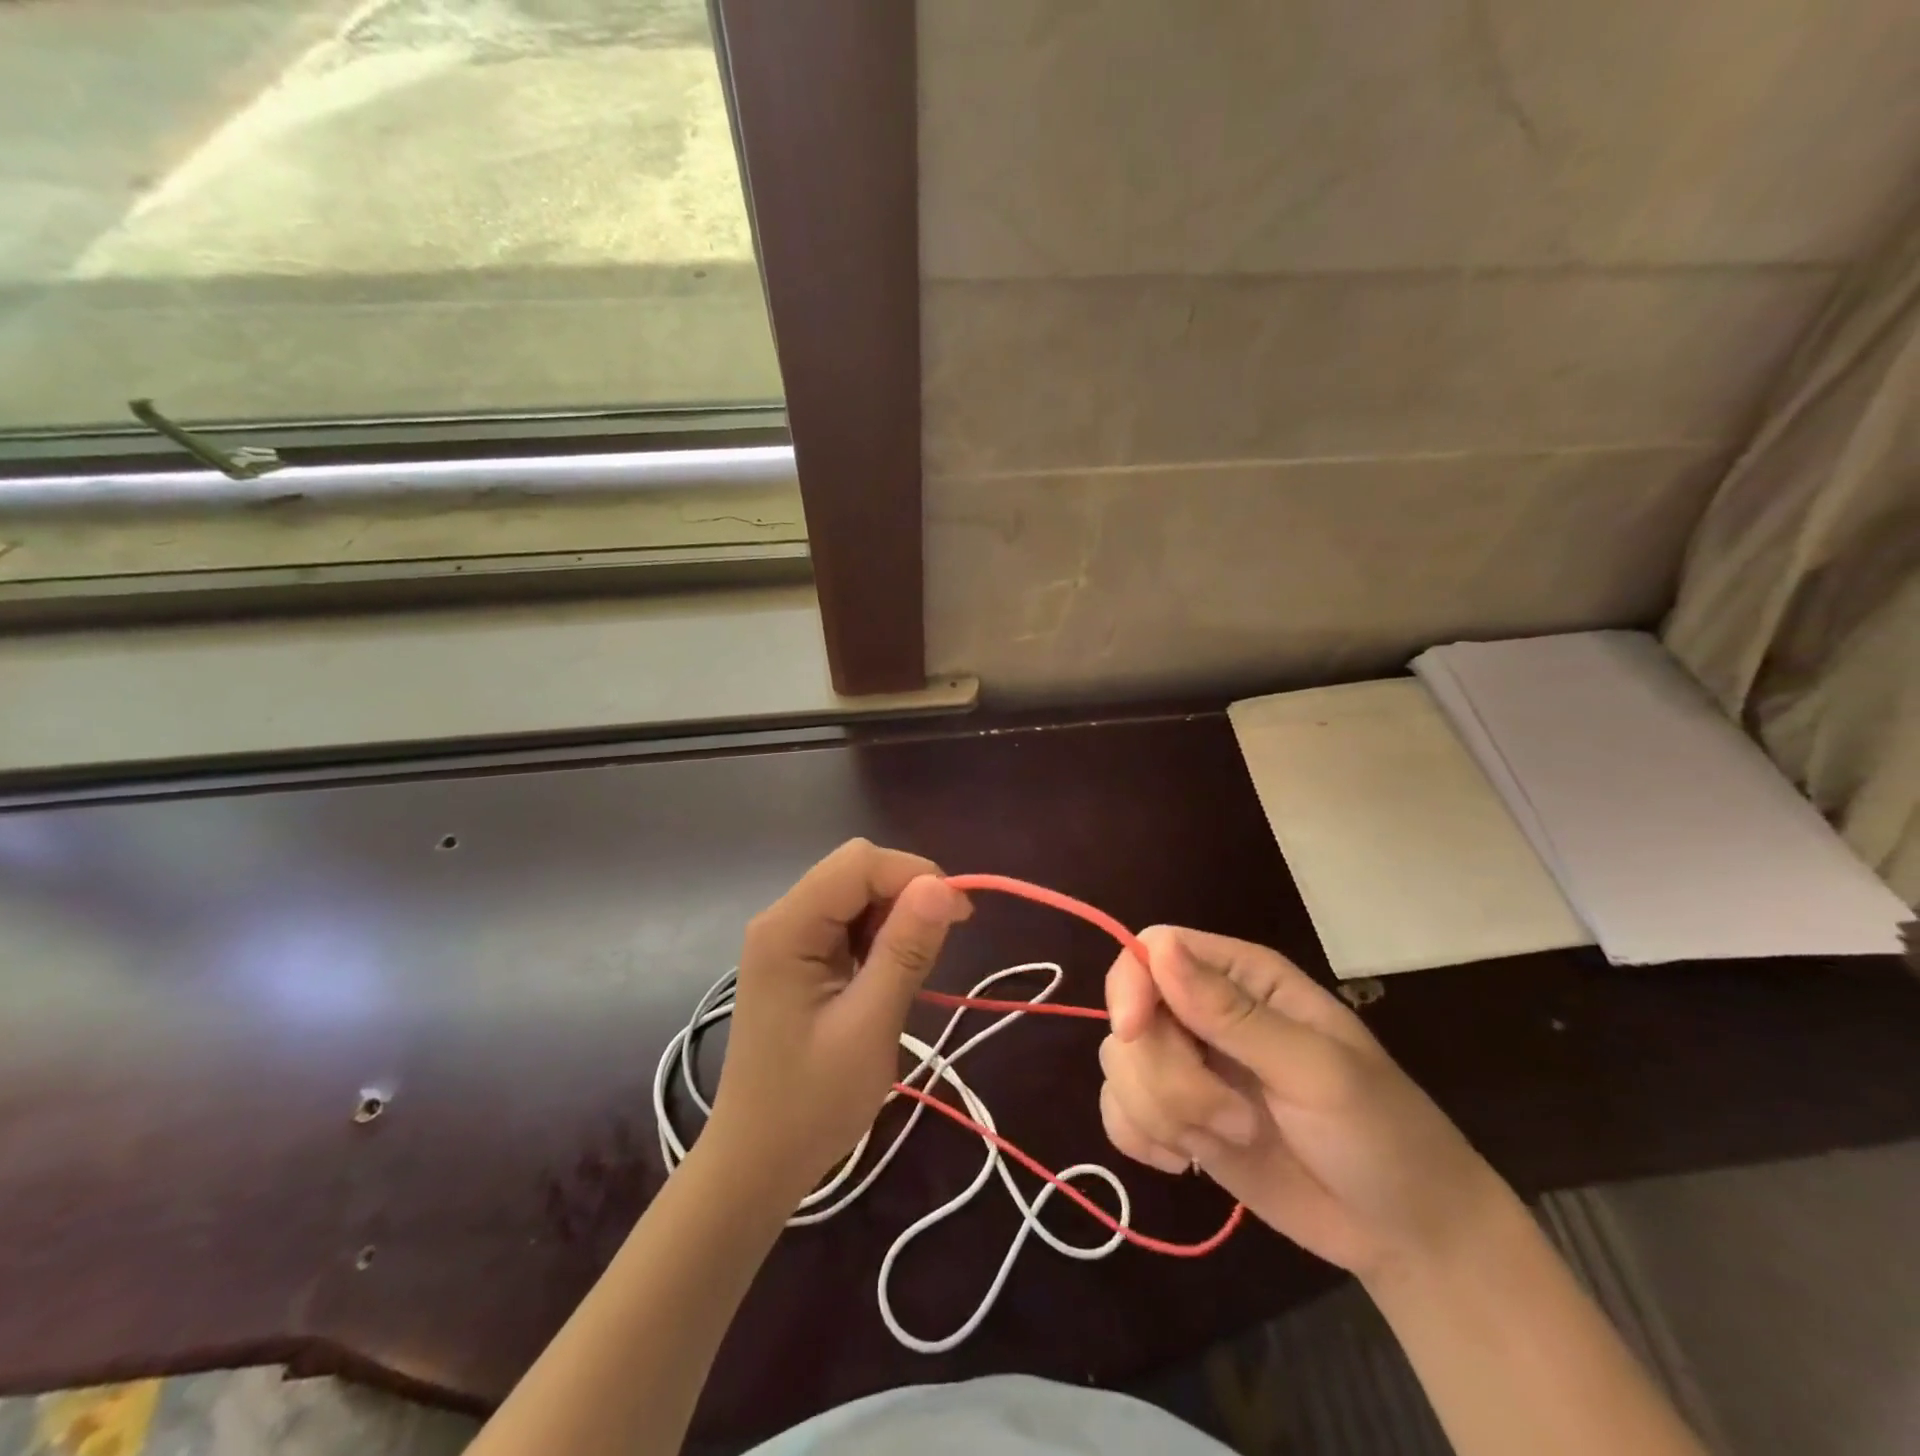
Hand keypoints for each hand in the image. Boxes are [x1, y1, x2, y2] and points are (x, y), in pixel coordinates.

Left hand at [704, 839, 971, 1205]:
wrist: (757, 1163)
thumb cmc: (811, 1103)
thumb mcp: (869, 1027)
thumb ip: (905, 951)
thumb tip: (943, 886)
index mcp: (788, 927)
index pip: (860, 862)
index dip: (915, 875)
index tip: (961, 916)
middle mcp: (782, 918)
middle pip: (856, 870)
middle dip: (906, 893)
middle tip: (938, 945)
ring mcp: (787, 938)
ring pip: (855, 893)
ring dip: (894, 917)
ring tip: (910, 971)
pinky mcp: (798, 959)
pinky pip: (847, 923)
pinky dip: (878, 937)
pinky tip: (886, 977)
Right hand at [1098, 926, 1505, 1284]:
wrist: (1407, 1236)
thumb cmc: (1381, 1135)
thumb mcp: (1316, 1071)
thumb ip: (1234, 1014)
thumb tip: (1158, 949)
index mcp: (1242, 977)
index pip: (1153, 949)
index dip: (1131, 985)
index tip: (1135, 1033)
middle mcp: (1204, 1011)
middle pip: (1131, 1017)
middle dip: (1168, 1078)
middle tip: (1234, 1121)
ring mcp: (1188, 1067)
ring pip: (1120, 1066)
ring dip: (1162, 1113)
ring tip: (1230, 1139)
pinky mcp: (1177, 1118)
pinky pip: (1118, 1112)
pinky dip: (1140, 1138)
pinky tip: (1185, 1161)